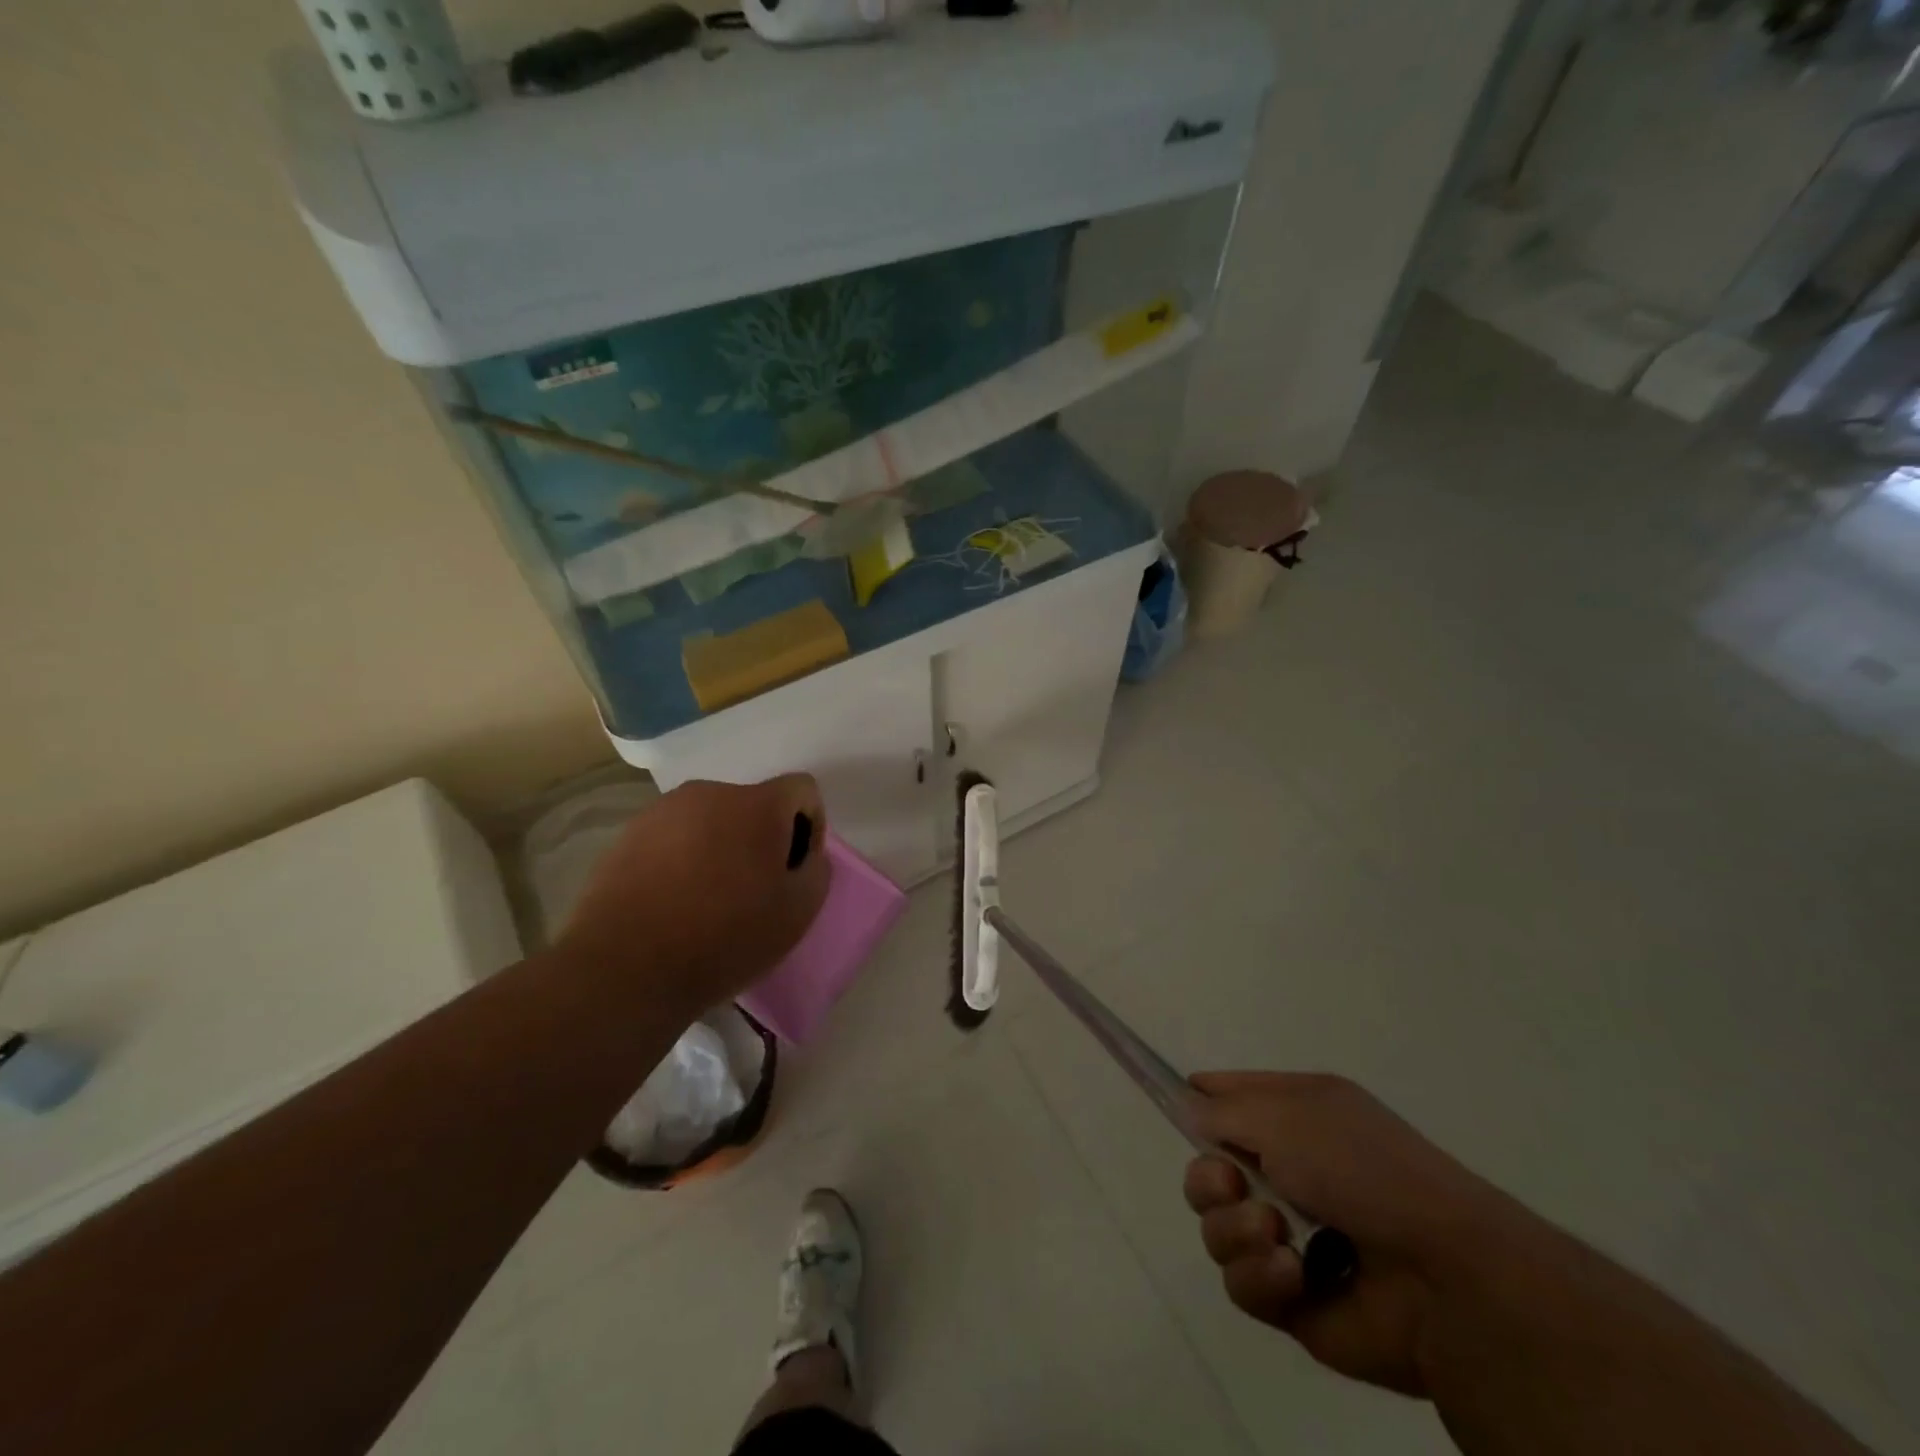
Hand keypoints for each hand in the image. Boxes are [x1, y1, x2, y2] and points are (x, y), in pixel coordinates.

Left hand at [557, 776, 829, 1020]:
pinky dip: (684, 859)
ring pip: (712, 820)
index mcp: (757, 804)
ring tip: (709, 899)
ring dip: (722, 847)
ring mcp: (663, 811)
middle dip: (762, 838)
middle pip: (754, 804)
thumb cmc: (725, 938)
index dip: (809, 826)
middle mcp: (710, 793)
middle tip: (754, 889)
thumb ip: (816, 869)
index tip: (793, 870)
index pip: (802, 790)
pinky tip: (674, 901)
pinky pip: (675, 837)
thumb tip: (802, 854)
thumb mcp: (798, 911)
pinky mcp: (628, 834)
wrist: (626, 968)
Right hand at [1183, 1071, 1532, 1396]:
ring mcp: (1289, 1234)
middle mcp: (1288, 1169)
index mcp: (1294, 1115)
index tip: (1168, 1104)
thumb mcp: (1287, 1113)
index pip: (1225, 1098)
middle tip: (1232, 1185)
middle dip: (1209, 1180)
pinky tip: (1295, 1274)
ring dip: (1236, 1230)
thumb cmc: (1362, 1168)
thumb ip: (1223, 1109)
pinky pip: (1240, 1282)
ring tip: (1277, 1235)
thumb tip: (1190, 1111)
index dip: (1194, 1100)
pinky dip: (1261, 1275)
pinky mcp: (1291, 1297)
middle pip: (1207, 1169)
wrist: (1444, 1278)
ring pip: (1215, 1227)